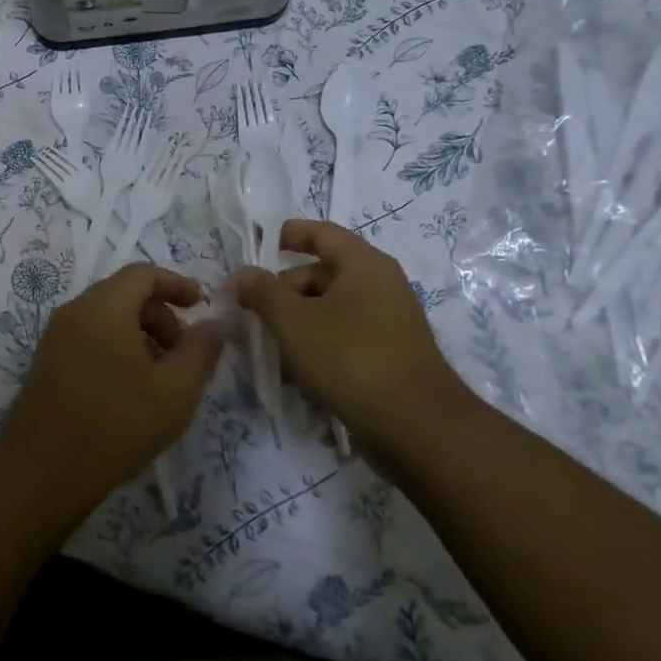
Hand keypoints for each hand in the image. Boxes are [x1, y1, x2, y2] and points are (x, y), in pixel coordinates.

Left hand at [0, 264, 223, 516]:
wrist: (42, 471)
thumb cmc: (116, 424)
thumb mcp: (175, 389)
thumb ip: (201, 348)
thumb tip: (219, 320)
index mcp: (103, 306)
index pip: (143, 273)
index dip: (177, 284)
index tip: (202, 305)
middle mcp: (74, 311)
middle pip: (125, 294)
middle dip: (161, 316)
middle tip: (185, 355)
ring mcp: (55, 337)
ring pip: (107, 319)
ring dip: (140, 335)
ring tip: (162, 378)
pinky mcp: (47, 362)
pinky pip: (89, 338)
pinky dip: (117, 349)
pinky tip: (131, 390)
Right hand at [235, 220, 465, 439]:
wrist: (416, 427)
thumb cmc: (350, 358)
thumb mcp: (294, 322)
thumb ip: (263, 292)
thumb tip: (243, 273)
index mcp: (363, 264)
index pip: (322, 233)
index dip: (291, 234)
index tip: (263, 245)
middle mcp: (380, 285)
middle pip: (322, 274)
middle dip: (283, 292)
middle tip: (252, 314)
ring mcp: (388, 321)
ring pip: (330, 310)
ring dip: (296, 323)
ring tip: (268, 349)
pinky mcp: (389, 355)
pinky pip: (344, 337)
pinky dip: (317, 345)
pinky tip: (295, 374)